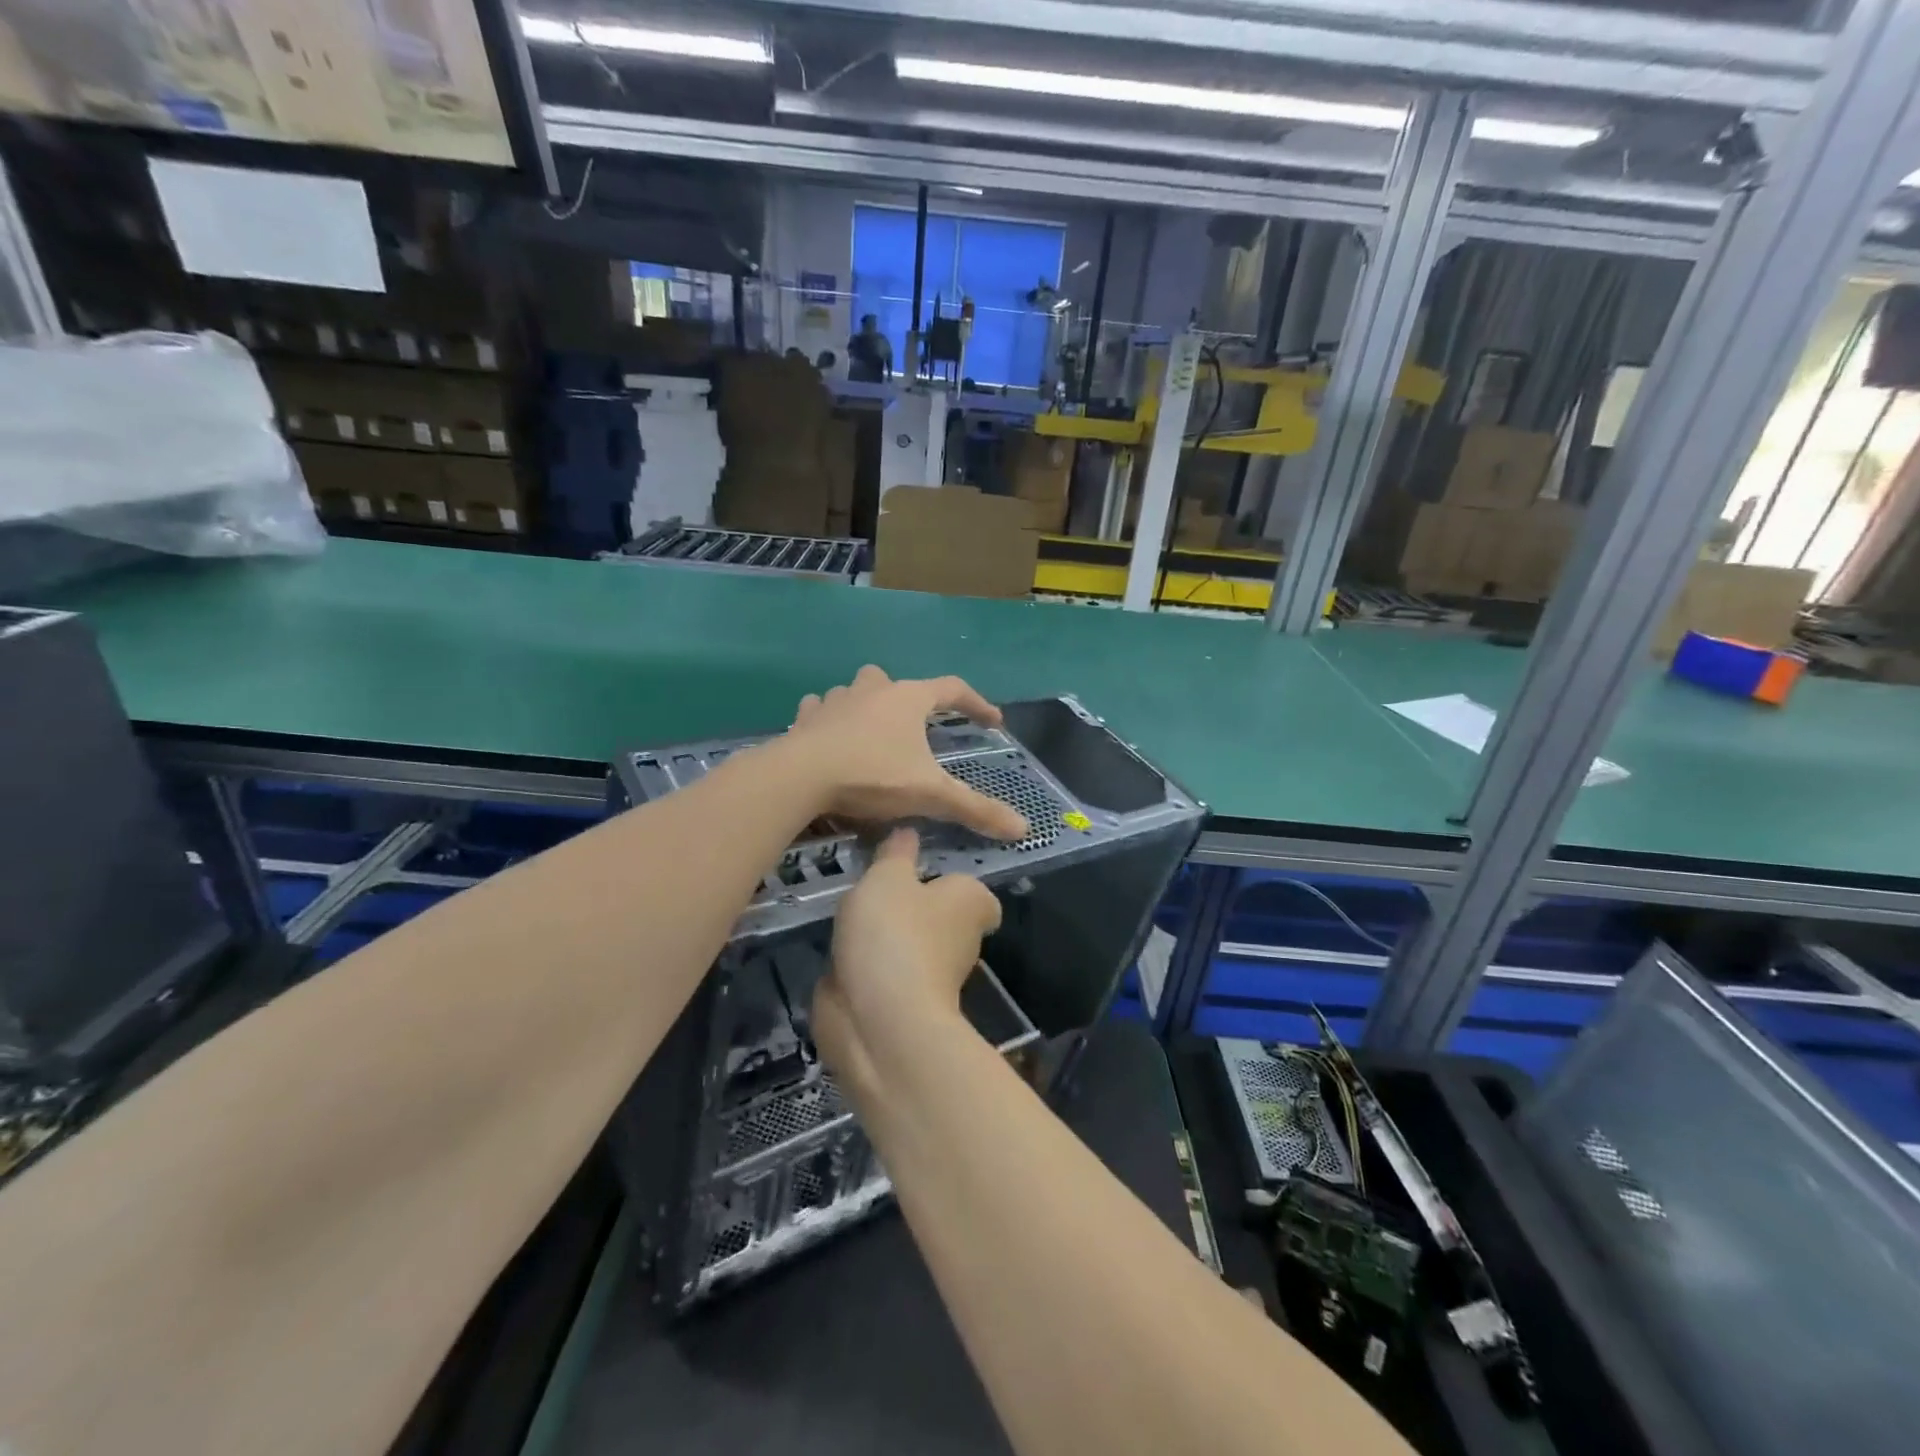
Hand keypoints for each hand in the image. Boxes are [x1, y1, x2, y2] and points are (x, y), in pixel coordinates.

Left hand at [785, 666, 1028, 840]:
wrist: (800, 777)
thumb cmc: (872, 776)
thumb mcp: (930, 795)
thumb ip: (976, 809)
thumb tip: (1023, 829)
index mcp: (908, 699)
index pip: (953, 690)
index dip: (976, 704)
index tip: (993, 722)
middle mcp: (873, 690)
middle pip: (898, 682)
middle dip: (911, 699)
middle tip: (918, 726)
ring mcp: (835, 700)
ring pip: (856, 691)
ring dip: (867, 705)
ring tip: (872, 733)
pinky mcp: (805, 718)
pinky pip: (820, 709)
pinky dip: (828, 719)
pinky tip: (829, 736)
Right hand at [814, 828, 1001, 1086]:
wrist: (880, 1019)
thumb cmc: (894, 932)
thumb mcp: (887, 877)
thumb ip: (895, 854)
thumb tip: (909, 833)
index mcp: (972, 903)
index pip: (979, 894)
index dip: (955, 885)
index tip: (925, 875)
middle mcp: (963, 940)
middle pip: (944, 919)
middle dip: (916, 908)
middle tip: (876, 887)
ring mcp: (935, 977)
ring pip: (914, 947)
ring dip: (888, 937)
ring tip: (850, 915)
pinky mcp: (905, 1005)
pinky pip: (889, 975)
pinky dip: (870, 967)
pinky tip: (841, 953)